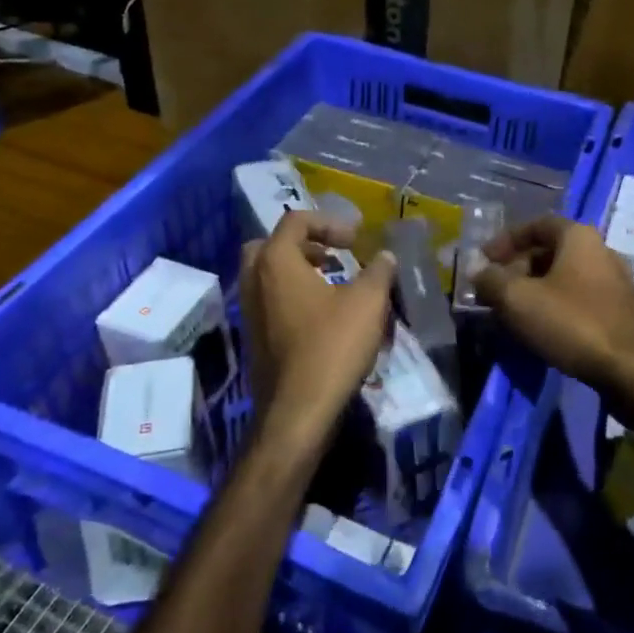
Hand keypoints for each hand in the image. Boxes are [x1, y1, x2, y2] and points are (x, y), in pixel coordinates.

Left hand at [239, 211, 396, 454]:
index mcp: (275, 261)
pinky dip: (292, 296)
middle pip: (271, 245)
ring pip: (267, 275)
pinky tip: (322, 315)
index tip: (356, 240)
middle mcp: (254, 281)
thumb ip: (379, 271)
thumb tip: (385, 256)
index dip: (329, 223)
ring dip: (298, 271)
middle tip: (332, 255)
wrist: (297, 411)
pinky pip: (270, 302)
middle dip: (303, 244)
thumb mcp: (368, 302)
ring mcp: (249, 311)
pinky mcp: (253, 338)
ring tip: (332, 283)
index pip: (295, 221)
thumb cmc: (332, 346)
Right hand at [472, 216, 633, 408]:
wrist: (631, 370)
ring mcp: (614, 281)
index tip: (484, 260)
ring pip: (564, 276)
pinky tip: (541, 328)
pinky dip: (555, 305)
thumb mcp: (518, 299)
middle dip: (517, 268)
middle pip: (550, 250)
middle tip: (495, 290)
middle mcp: (600, 250)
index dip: (505, 240)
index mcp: (578, 237)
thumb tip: (478, 272)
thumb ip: (491, 281)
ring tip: (512, 311)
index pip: (536, 224)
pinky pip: (579, 298)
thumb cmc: (571, 322)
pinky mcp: (619, 310)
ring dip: (534, 289)